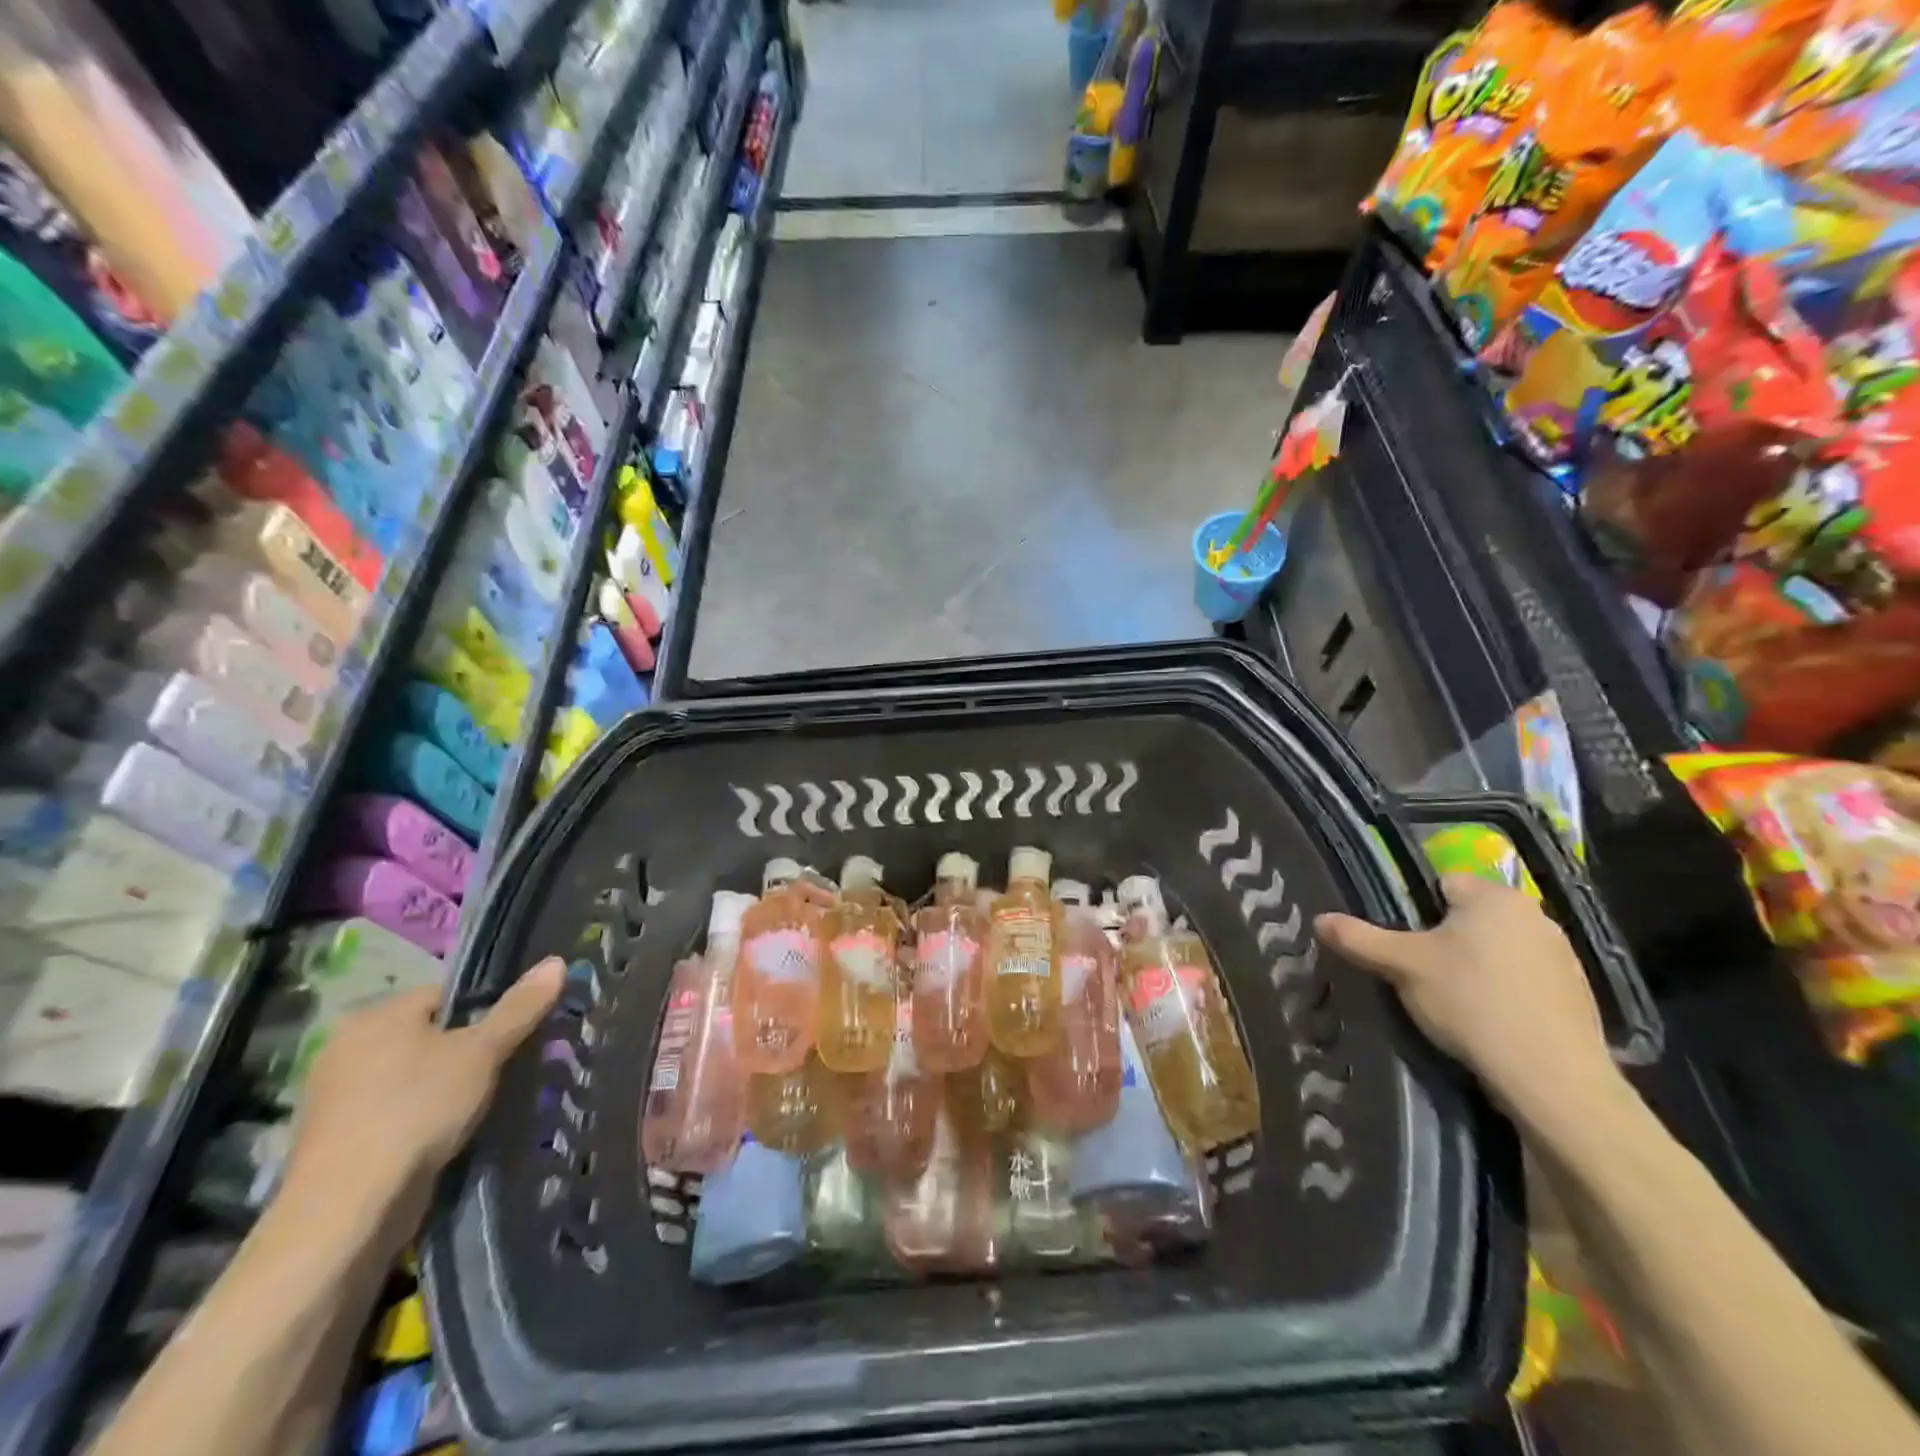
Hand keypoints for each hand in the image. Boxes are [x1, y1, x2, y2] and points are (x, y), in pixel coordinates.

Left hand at [277, 958, 564, 1238]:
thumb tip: (556, 962)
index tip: (510, 1038)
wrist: (347, 1209)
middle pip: (429, 1035)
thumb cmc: (417, 1110)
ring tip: (479, 1106)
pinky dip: (418, 1117)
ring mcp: (334, 1096)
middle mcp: (345, 1046)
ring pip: (411, 1075)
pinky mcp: (334, 1139)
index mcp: (376, 1014)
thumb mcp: (482, 1052)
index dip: (485, 1011)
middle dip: (465, 1052)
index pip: (446, 994)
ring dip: (443, 1087)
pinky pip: (392, 1111)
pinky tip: (443, 1135)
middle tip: (501, 1072)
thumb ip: (520, 1007)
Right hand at [1315, 877, 1618, 1126]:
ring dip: (1478, 965)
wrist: (1552, 1078)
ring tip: (1455, 1001)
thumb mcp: (1402, 966)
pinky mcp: (1579, 994)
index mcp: (1493, 896)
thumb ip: (1359, 938)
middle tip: (1422, 973)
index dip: (1416, 911)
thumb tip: (1319, 919)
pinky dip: (1506, 991)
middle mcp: (1534, 914)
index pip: (1443, 883)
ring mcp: (1563, 954)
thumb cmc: (1470, 1002)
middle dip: (1447, 939)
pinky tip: (1491, 1020)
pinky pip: (1526, 980)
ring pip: (1499, 949)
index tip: (1405, 944)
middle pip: (1471, 917)